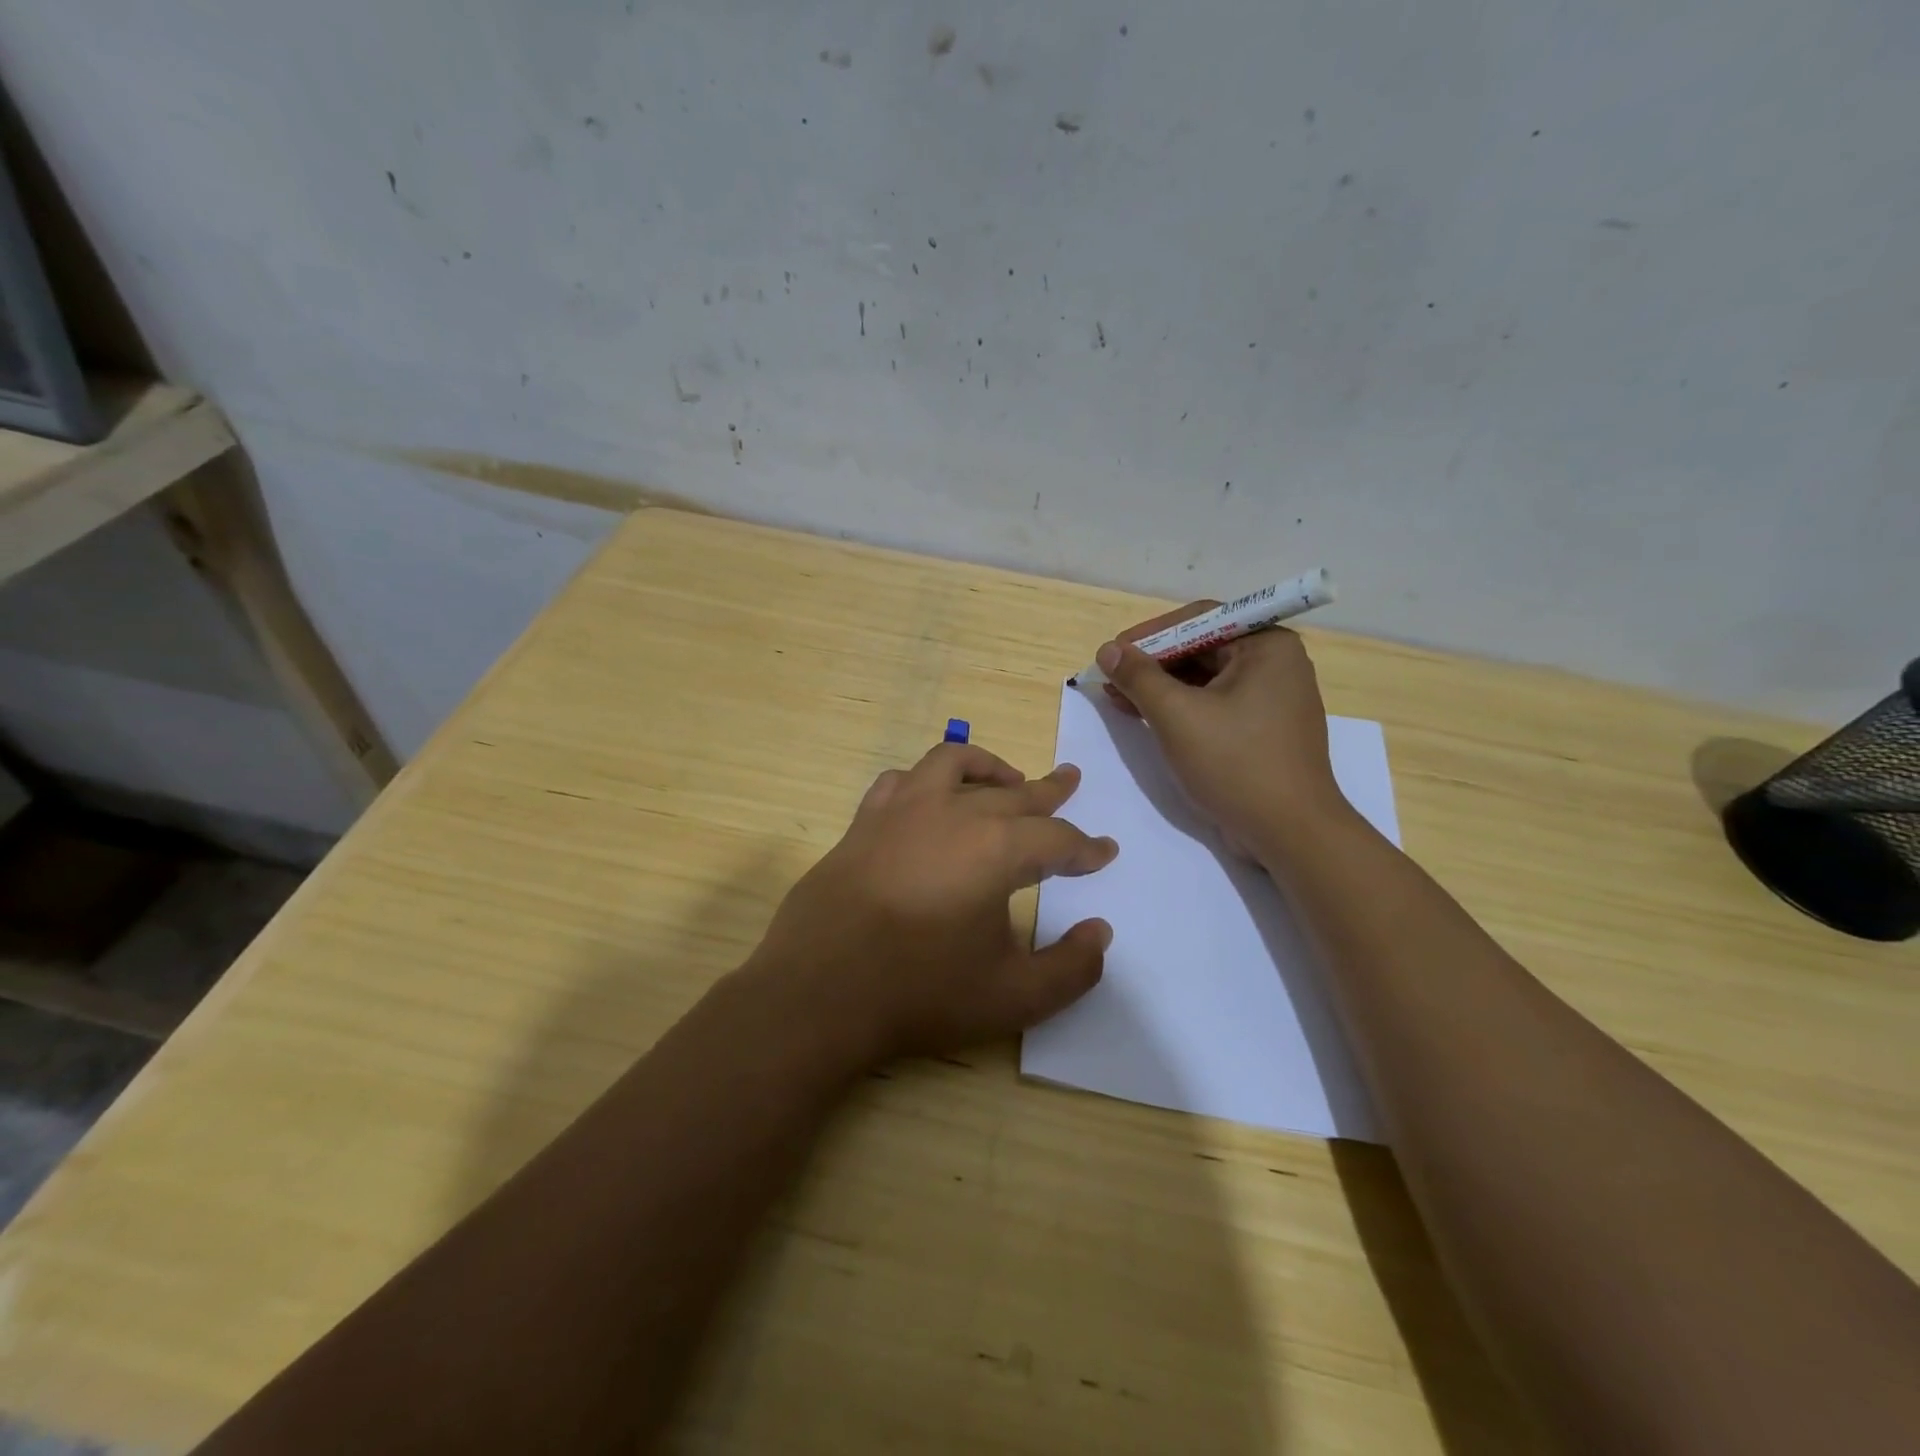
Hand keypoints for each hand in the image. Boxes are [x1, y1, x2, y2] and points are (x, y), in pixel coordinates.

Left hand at [745, 743, 1117, 1069]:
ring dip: (988, 767)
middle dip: (1049, 791)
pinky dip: (926, 780)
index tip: (1104, 852)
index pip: (1056, 839)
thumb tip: (1100, 933)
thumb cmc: (920, 993)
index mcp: (997, 850)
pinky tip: (930, 796)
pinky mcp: (864, 821)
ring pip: (954, 764)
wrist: (820, 993)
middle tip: (1070, 782)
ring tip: (1008, 777)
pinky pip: (901, 781)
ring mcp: (902, 810)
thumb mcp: (1014, 998)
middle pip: (1013, 793)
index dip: (1085, 848)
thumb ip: (1071, 968)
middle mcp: (953, 814)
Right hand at [1097, 604, 1346, 856]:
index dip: (1150, 633)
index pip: (1200, 619)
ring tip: (1118, 698)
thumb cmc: (1236, 764)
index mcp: (1267, 646)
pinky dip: (1180, 708)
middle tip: (1111, 677)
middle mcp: (1275, 663)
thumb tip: (1108, 650)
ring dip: (1160, 687)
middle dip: (1152, 663)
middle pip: (1201, 648)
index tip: (1113, 651)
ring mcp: (1271, 698)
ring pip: (1205, 679)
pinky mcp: (1262, 728)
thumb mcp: (1177, 716)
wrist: (1290, 832)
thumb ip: (1139, 677)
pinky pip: (1214, 704)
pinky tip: (1144, 716)